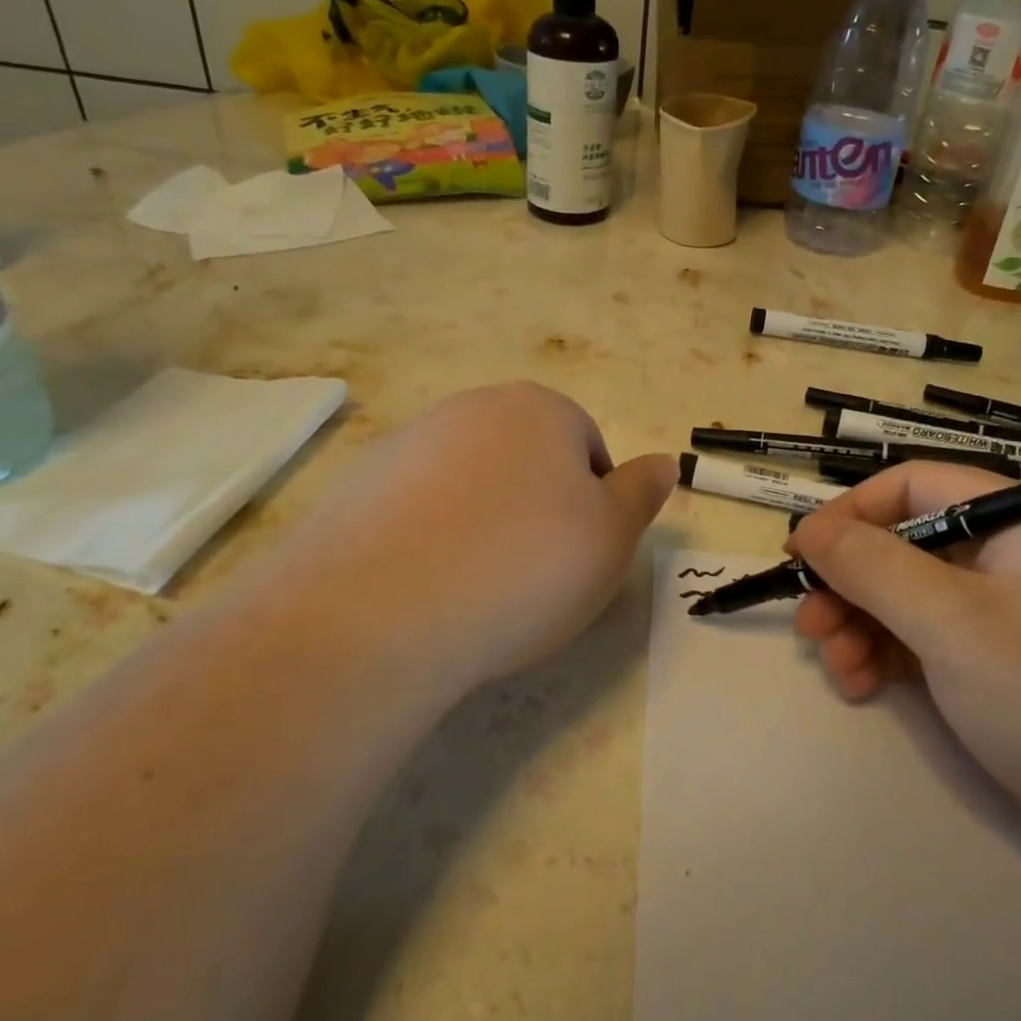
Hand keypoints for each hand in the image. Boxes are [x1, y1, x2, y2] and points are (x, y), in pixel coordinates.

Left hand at [248, 382, 674, 697]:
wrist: (383, 611)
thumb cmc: (525, 567)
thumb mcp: (612, 538)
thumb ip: (641, 493)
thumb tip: (664, 462)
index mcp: (539, 409)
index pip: (587, 449)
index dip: (593, 507)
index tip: (578, 557)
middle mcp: (471, 409)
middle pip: (525, 460)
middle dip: (537, 509)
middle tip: (533, 574)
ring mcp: (406, 443)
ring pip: (469, 484)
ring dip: (481, 522)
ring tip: (475, 585)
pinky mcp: (356, 486)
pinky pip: (415, 509)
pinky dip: (428, 538)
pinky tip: (423, 584)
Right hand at [788, 463, 1020, 842]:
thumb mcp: (952, 621)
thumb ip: (872, 566)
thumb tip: (808, 529)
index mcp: (1018, 518)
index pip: (912, 486)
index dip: (849, 514)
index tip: (800, 555)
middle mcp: (1013, 552)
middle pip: (905, 544)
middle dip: (850, 584)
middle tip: (810, 627)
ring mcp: (1009, 609)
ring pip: (909, 595)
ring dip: (861, 625)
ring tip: (837, 669)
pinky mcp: (1002, 660)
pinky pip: (929, 637)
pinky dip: (889, 654)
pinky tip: (863, 685)